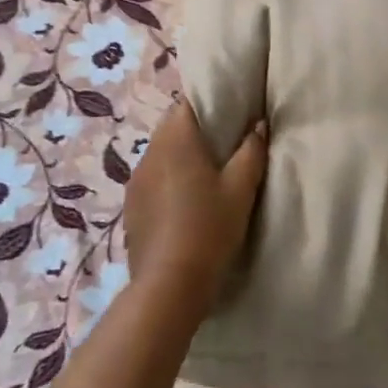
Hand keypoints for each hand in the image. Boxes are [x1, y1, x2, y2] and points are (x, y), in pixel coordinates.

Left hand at [124, 97, 268, 315]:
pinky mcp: (130, 205)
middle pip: (172, 126)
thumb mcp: (241, 189)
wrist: (169, 285)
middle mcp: (149, 151)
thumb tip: (257, 124)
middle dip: (196, 131)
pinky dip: (167, 181)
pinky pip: (151, 179)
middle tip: (224, 146)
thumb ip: (252, 150)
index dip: (209, 103)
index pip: (188, 102)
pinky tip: (183, 203)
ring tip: (205, 175)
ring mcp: (135, 179)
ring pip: (160, 153)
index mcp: (175, 138)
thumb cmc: (209, 228)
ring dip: (180, 156)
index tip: (230, 115)